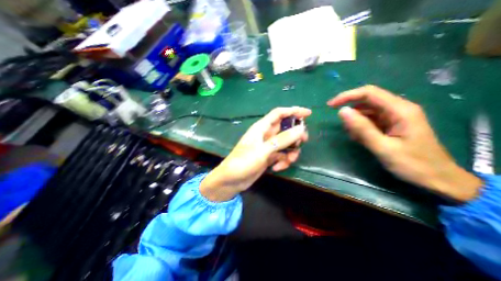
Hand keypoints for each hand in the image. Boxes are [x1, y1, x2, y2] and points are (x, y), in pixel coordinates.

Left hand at [199, 107, 309, 201]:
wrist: (232, 180)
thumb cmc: (244, 162)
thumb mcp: (263, 150)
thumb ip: (282, 140)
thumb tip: (301, 129)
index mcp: (262, 128)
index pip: (279, 114)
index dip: (293, 111)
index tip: (308, 114)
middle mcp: (266, 135)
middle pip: (285, 129)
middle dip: (295, 135)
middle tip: (302, 141)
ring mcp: (268, 147)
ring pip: (286, 144)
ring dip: (290, 152)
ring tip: (288, 161)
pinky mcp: (269, 157)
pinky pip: (282, 155)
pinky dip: (283, 161)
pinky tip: (277, 168)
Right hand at [328, 85, 482, 200]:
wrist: (438, 179)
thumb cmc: (413, 164)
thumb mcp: (383, 148)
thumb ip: (362, 128)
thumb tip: (342, 111)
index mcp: (400, 110)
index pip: (369, 93)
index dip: (347, 96)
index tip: (330, 106)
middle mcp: (398, 109)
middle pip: (367, 101)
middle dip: (351, 110)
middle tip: (343, 127)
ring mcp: (395, 117)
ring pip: (367, 111)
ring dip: (356, 122)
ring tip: (356, 138)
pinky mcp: (391, 124)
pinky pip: (370, 120)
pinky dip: (361, 127)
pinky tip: (362, 139)